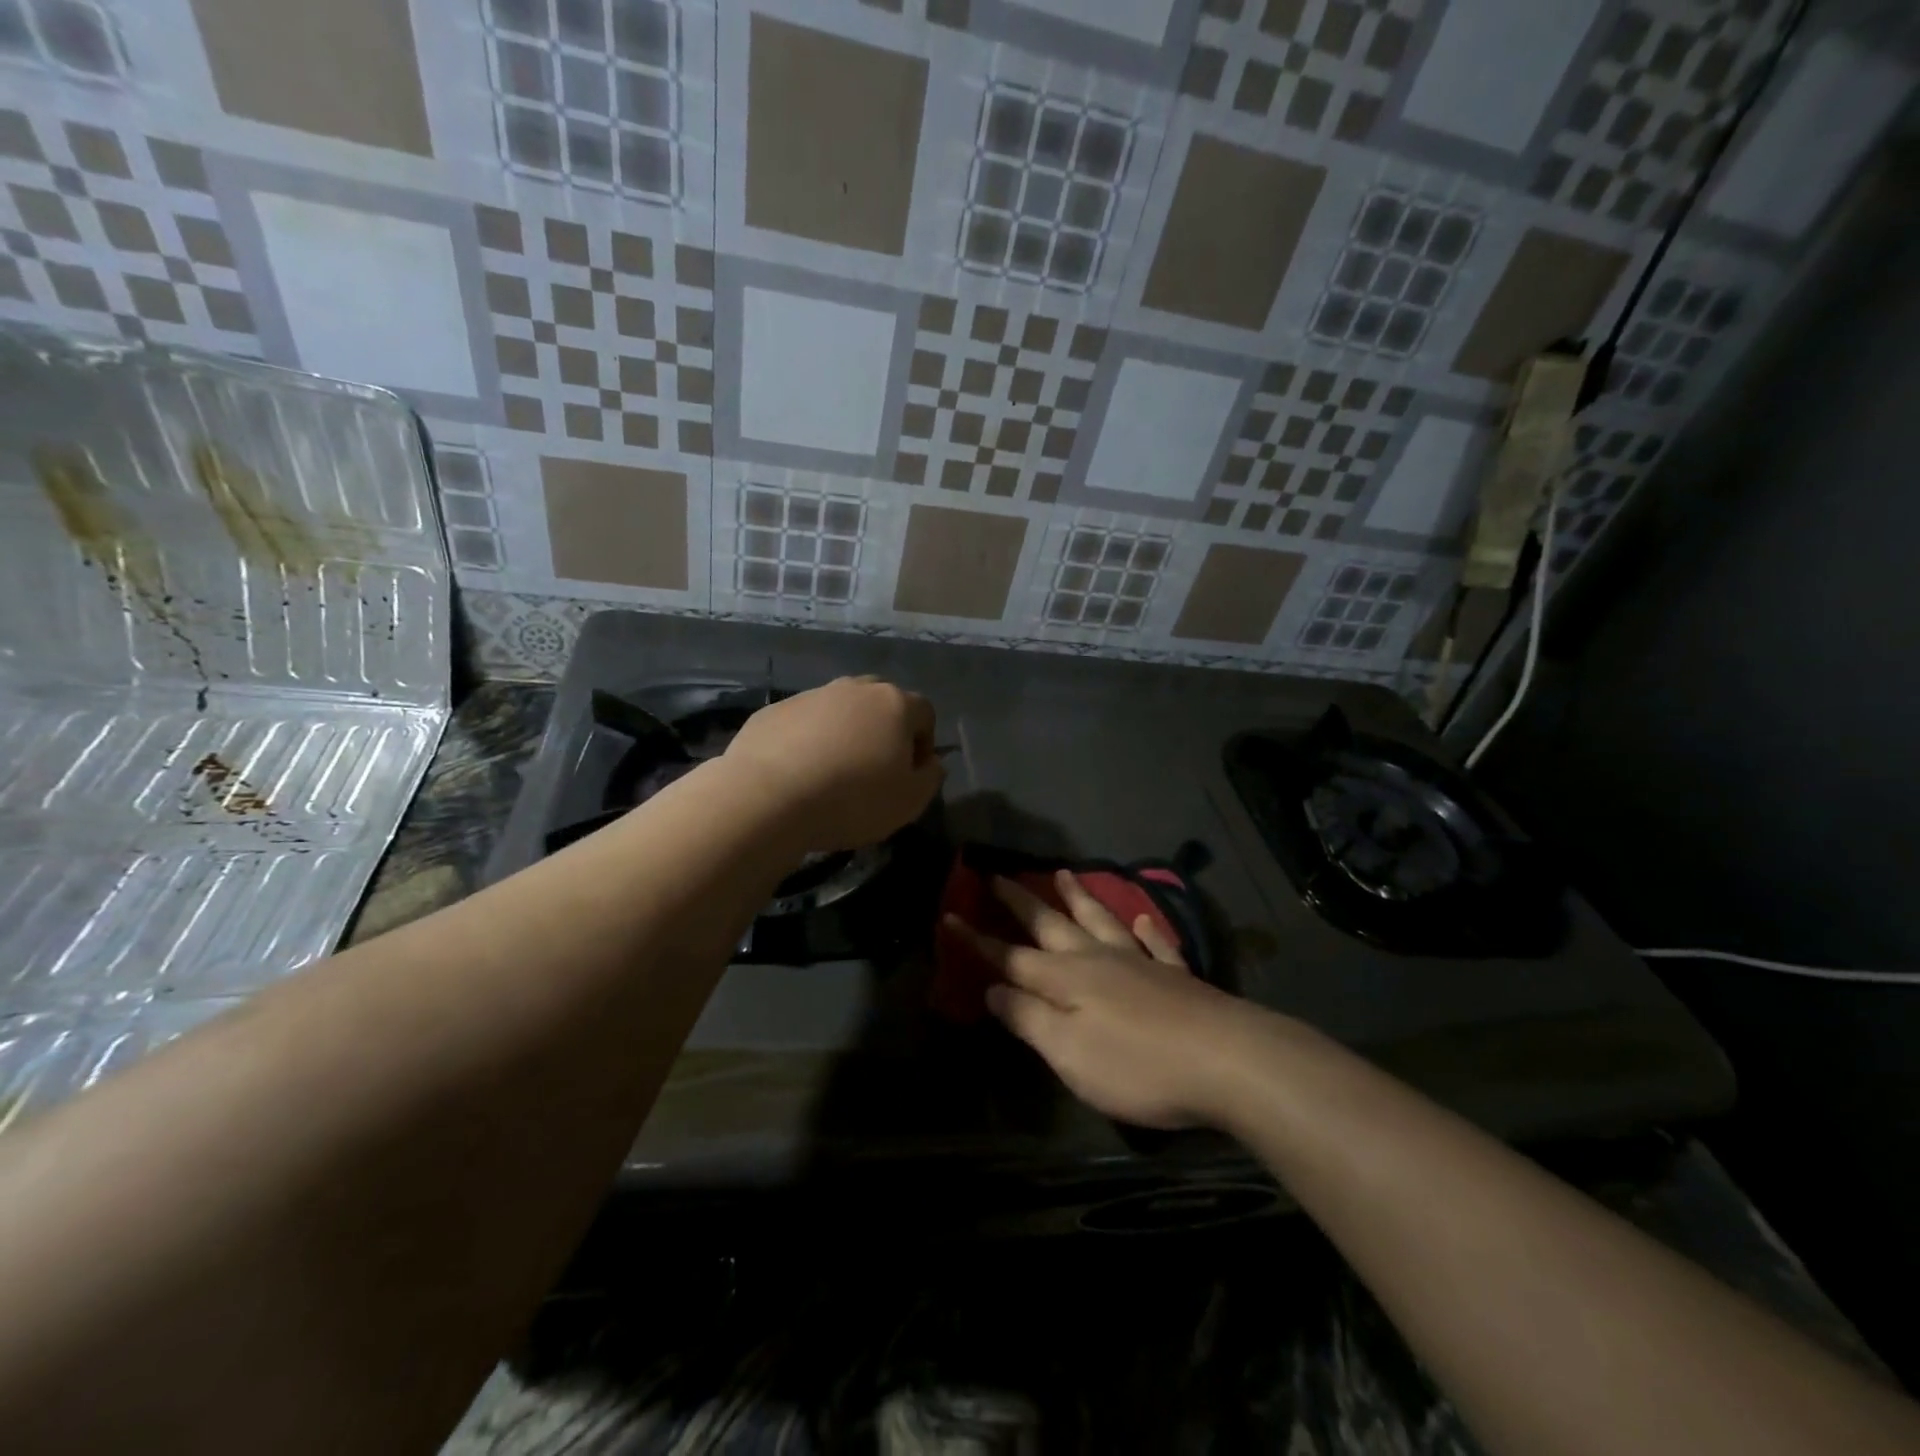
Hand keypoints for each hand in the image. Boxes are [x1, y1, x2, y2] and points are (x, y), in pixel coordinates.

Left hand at [723, 676, 943, 852]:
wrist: (768, 797)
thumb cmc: (853, 799)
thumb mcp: (910, 801)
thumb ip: (930, 777)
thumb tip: (930, 762)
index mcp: (894, 704)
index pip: (925, 713)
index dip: (924, 744)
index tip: (910, 775)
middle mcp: (854, 689)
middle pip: (880, 704)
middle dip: (883, 732)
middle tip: (873, 771)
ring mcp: (811, 696)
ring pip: (839, 712)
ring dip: (844, 736)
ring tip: (832, 776)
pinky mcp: (773, 711)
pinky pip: (803, 724)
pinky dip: (807, 743)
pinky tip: (798, 775)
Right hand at [945, 871, 1261, 1128]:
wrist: (1227, 1060)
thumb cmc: (1136, 1064)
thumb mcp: (1068, 1052)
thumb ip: (1028, 1018)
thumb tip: (993, 989)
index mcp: (1066, 979)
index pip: (1010, 956)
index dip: (978, 940)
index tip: (949, 915)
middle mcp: (1098, 960)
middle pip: (1051, 925)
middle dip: (1020, 901)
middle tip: (997, 874)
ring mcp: (1140, 963)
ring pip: (1101, 921)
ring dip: (1079, 898)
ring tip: (1064, 873)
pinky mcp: (1176, 976)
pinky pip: (1156, 943)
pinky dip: (1145, 929)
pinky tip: (1142, 918)